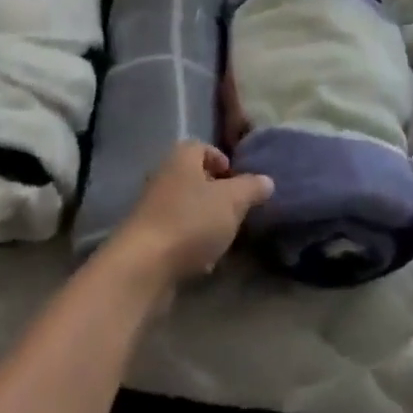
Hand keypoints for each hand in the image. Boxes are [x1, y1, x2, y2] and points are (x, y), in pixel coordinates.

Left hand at [107, 143, 272, 288]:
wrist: (145, 264)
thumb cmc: (191, 221)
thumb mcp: (231, 201)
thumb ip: (251, 188)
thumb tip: (267, 180)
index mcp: (181, 158)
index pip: (202, 147)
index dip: (221, 160)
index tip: (238, 181)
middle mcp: (164, 176)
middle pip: (194, 178)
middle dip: (217, 195)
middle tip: (236, 211)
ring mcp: (153, 207)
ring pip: (187, 207)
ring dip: (206, 221)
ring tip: (225, 239)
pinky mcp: (148, 237)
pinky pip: (176, 233)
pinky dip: (192, 243)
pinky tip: (204, 263)